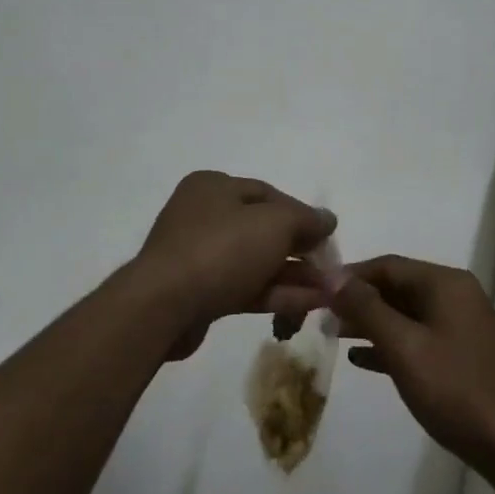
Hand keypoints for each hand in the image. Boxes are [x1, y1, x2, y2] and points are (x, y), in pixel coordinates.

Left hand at [133, 171, 335, 359]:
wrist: (164, 306)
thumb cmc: (221, 249)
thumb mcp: (274, 223)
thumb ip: (306, 219)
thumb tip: (328, 219)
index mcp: (214, 187)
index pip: (268, 194)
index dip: (302, 214)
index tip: (328, 235)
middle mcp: (203, 215)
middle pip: (263, 229)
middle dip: (300, 249)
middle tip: (330, 267)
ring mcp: (199, 256)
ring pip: (256, 261)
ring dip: (294, 274)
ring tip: (330, 291)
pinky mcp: (200, 292)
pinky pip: (246, 286)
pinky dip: (277, 293)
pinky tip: (311, 303)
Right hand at [326, 255, 494, 474]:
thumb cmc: (456, 390)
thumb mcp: (404, 347)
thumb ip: (367, 309)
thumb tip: (334, 276)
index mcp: (445, 283)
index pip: (388, 265)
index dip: (350, 276)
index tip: (315, 291)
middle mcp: (455, 295)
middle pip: (397, 287)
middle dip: (359, 301)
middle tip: (320, 317)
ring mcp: (461, 325)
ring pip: (406, 314)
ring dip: (371, 323)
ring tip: (334, 336)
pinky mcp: (462, 353)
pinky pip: (418, 338)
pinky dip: (391, 344)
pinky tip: (363, 359)